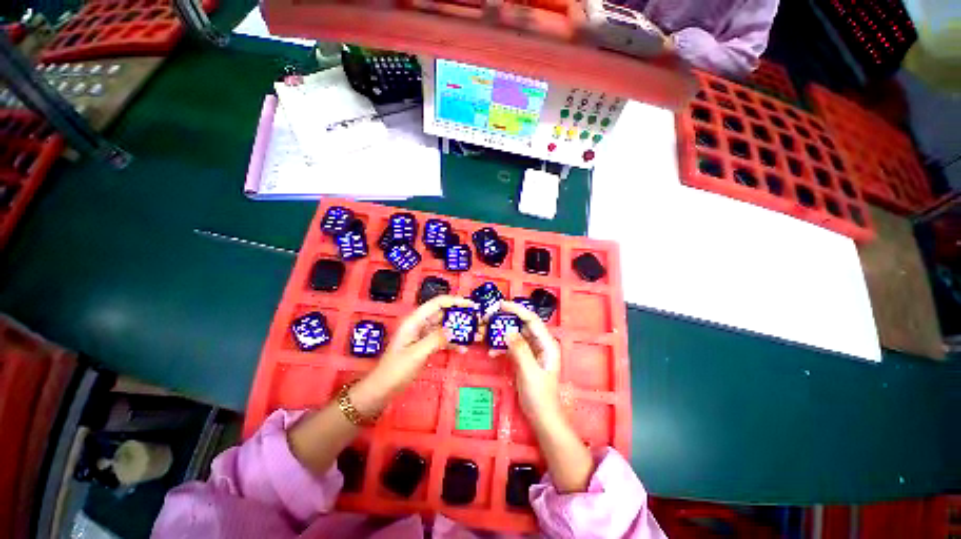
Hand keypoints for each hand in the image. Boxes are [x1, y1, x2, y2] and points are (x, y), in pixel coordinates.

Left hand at [353, 295, 475, 414]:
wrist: (381, 390)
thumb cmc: (395, 370)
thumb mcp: (417, 353)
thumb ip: (436, 339)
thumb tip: (456, 329)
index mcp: (415, 320)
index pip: (437, 303)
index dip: (455, 301)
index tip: (471, 306)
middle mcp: (420, 324)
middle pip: (443, 314)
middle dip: (460, 316)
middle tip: (477, 321)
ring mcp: (423, 336)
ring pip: (445, 327)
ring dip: (459, 330)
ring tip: (476, 336)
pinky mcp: (425, 346)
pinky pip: (442, 340)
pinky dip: (453, 343)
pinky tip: (463, 349)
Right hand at [495, 301, 562, 424]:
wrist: (542, 417)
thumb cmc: (539, 396)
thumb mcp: (529, 372)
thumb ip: (520, 350)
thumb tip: (508, 331)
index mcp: (547, 344)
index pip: (532, 320)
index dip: (517, 310)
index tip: (500, 305)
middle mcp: (541, 343)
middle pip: (523, 324)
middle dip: (507, 320)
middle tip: (490, 317)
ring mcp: (533, 350)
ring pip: (517, 334)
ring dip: (503, 333)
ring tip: (488, 334)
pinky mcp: (526, 357)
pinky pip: (513, 345)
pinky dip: (503, 346)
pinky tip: (493, 352)